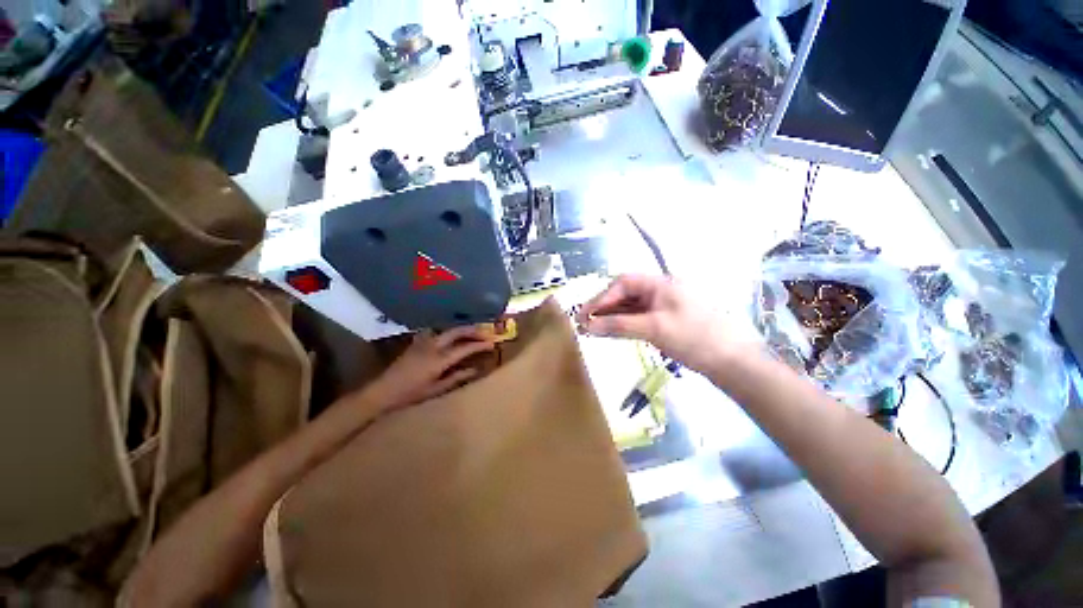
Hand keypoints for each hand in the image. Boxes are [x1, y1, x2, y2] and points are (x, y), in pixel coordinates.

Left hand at [358, 326, 494, 412]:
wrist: (383, 390)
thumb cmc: (411, 394)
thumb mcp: (436, 389)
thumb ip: (457, 377)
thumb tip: (475, 370)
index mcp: (439, 360)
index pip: (464, 348)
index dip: (479, 345)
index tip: (492, 343)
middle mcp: (433, 346)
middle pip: (457, 332)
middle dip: (473, 330)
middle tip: (485, 332)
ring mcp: (424, 341)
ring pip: (447, 329)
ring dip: (462, 329)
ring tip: (473, 331)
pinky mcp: (418, 341)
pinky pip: (437, 331)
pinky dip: (449, 331)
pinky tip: (452, 336)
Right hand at [576, 274, 753, 372]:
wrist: (733, 362)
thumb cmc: (694, 338)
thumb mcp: (654, 328)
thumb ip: (618, 325)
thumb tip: (588, 326)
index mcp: (661, 283)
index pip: (623, 283)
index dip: (602, 297)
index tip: (585, 314)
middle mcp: (661, 290)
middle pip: (626, 293)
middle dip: (604, 307)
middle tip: (584, 322)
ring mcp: (665, 306)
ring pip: (631, 307)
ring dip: (612, 316)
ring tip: (593, 328)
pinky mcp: (667, 320)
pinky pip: (639, 318)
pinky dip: (624, 324)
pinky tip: (612, 332)